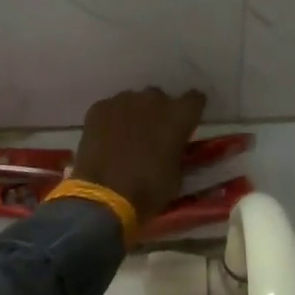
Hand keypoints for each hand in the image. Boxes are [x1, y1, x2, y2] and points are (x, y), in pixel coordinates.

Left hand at [69, 87, 207, 223]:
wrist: (104, 196)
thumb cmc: (149, 190)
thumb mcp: (176, 174)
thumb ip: (178, 151)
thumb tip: (173, 147)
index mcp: (179, 116)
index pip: (194, 99)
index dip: (190, 111)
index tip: (185, 123)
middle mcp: (154, 100)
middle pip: (160, 98)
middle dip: (159, 113)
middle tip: (152, 134)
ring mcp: (124, 100)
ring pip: (133, 101)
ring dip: (134, 114)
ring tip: (126, 137)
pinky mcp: (99, 108)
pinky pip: (111, 108)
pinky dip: (111, 120)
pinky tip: (107, 139)